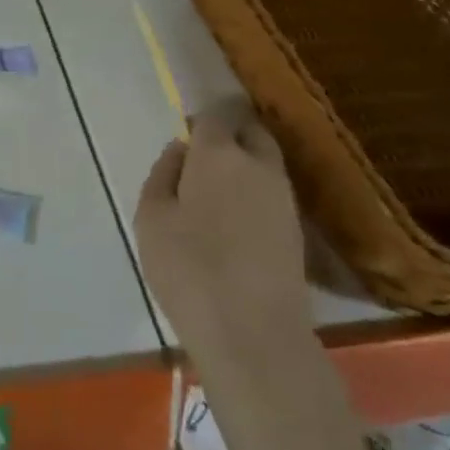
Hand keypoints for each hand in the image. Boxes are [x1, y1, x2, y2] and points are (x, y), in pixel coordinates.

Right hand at [134, 101, 310, 383]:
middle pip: (249, 133)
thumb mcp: (151, 217)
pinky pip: (272, 194)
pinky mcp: (298, 229)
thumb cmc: (188, 268)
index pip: (213, 117)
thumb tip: (181, 150)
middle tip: (200, 170)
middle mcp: (259, 164)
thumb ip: (163, 173)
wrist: (252, 332)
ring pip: (264, 164)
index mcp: (219, 153)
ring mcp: (284, 196)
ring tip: (215, 201)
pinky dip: (255, 197)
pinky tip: (236, 226)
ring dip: (243, 169)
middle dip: (228, 139)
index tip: (181, 150)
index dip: (196, 127)